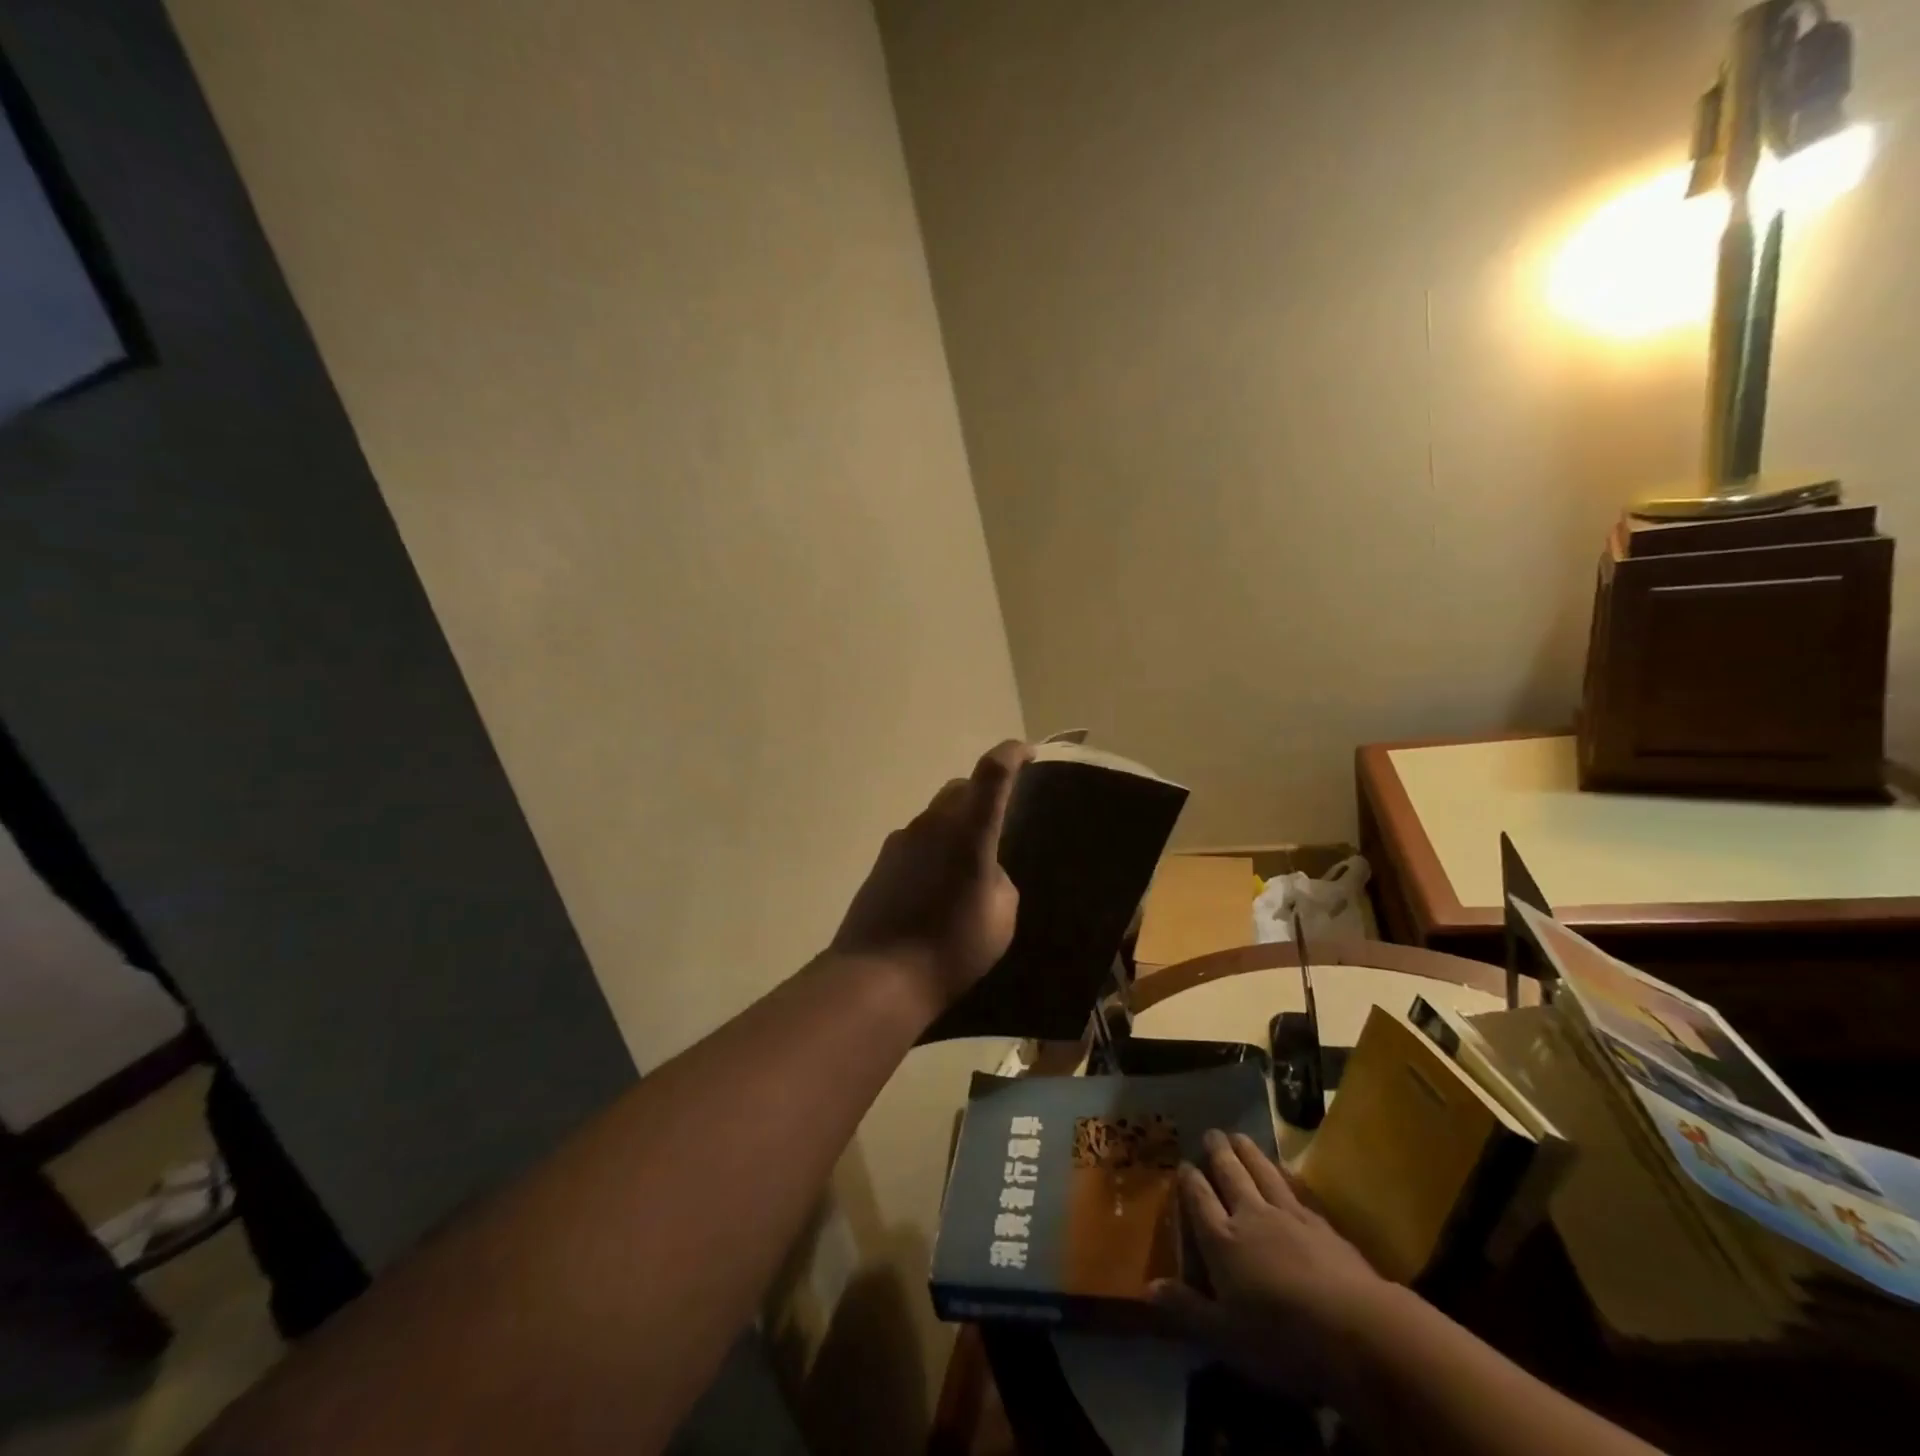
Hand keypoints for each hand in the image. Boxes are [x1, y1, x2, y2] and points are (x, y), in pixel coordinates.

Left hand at [831, 741, 1029, 1016]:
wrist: (878, 975)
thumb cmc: (951, 948)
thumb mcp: (1001, 917)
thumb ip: (999, 879)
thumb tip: (984, 869)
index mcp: (969, 831)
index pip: (992, 772)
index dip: (1011, 754)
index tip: (1027, 752)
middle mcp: (933, 823)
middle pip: (960, 788)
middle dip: (983, 793)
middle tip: (999, 819)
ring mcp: (902, 839)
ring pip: (936, 814)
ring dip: (955, 825)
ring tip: (967, 864)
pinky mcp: (882, 860)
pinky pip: (917, 839)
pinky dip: (934, 848)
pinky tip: (937, 885)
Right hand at [1152, 1131, 1399, 1404]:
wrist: (1357, 1329)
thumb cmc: (1282, 1337)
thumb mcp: (1225, 1335)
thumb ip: (1186, 1309)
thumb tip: (1146, 1289)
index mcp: (1222, 1240)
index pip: (1199, 1200)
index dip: (1190, 1181)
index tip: (1183, 1164)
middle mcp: (1251, 1216)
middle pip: (1231, 1176)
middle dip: (1219, 1154)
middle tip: (1212, 1133)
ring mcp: (1289, 1216)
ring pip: (1263, 1173)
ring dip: (1249, 1153)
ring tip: (1240, 1136)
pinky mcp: (1323, 1225)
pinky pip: (1295, 1188)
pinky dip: (1284, 1174)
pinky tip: (1285, 1171)